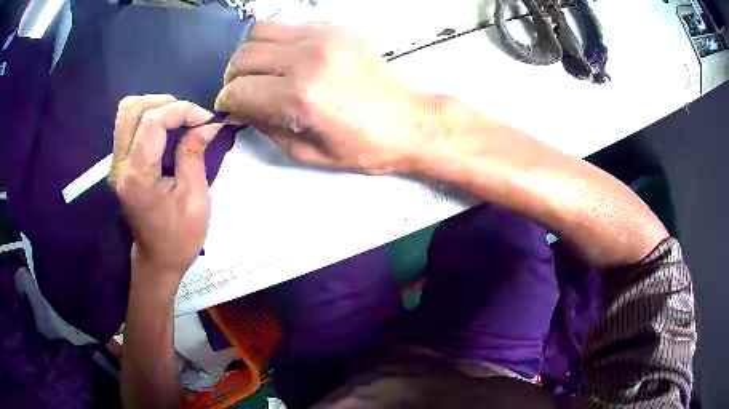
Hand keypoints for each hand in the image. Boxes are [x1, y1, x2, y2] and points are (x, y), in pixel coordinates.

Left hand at [110, 95, 222, 279]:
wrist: (157, 260)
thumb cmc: (179, 237)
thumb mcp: (195, 199)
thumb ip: (194, 155)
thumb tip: (206, 124)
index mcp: (137, 177)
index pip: (152, 121)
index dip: (181, 110)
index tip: (205, 120)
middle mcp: (120, 165)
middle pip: (133, 108)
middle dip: (167, 104)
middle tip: (189, 119)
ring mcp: (116, 164)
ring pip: (127, 112)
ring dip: (155, 107)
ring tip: (177, 120)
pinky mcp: (119, 164)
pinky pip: (128, 125)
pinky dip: (148, 117)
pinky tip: (165, 130)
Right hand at [215, 22, 437, 173]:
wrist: (408, 122)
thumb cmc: (366, 145)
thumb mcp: (306, 152)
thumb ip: (265, 126)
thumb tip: (240, 108)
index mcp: (301, 97)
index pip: (238, 90)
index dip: (226, 101)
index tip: (229, 105)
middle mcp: (309, 59)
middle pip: (243, 55)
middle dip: (233, 77)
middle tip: (241, 90)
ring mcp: (325, 37)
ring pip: (260, 31)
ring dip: (252, 53)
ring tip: (262, 71)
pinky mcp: (337, 28)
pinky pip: (290, 25)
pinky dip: (279, 41)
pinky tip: (288, 58)